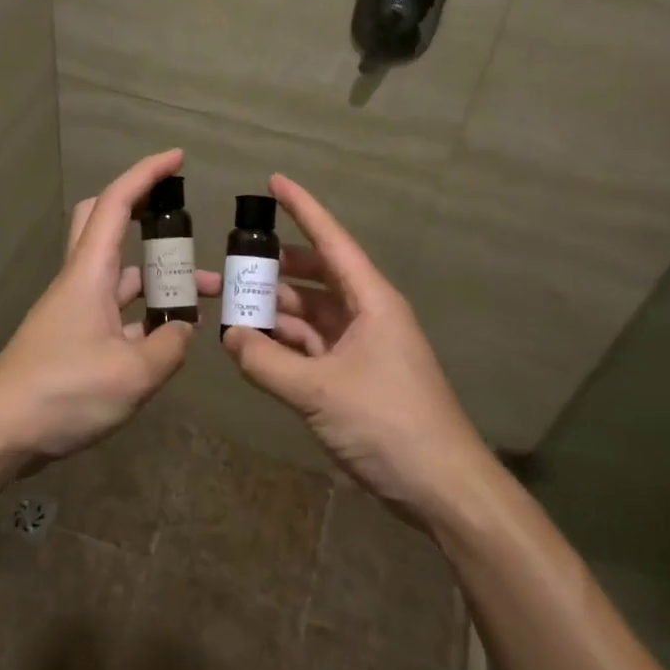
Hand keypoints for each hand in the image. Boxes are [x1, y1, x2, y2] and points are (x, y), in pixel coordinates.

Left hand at [0, 149, 221, 462]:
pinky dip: (146, 313)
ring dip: (158, 276)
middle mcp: (80, 282)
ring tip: (206, 294)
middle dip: (145, 212)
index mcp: (89, 273)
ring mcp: (75, 312)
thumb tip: (185, 329)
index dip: (147, 174)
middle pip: (105, 224)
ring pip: (120, 274)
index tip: (178, 158)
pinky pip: (117, 311)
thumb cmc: (63, 392)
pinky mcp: (74, 340)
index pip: (117, 204)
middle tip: (182, 221)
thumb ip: (170, 346)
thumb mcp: (133, 373)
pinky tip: (171, 336)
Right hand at [222, 174, 489, 522]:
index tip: (274, 182)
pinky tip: (253, 347)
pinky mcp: (355, 377)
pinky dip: (284, 345)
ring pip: (310, 314)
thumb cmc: (388, 424)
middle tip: (229, 263)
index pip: (332, 241)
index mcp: (371, 301)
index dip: (303, 209)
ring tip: (230, 307)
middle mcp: (367, 315)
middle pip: (315, 277)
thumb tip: (228, 337)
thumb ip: (267, 363)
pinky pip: (312, 347)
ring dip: (274, 311)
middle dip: (273, 269)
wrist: (441, 487)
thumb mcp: (320, 392)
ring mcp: (362, 347)